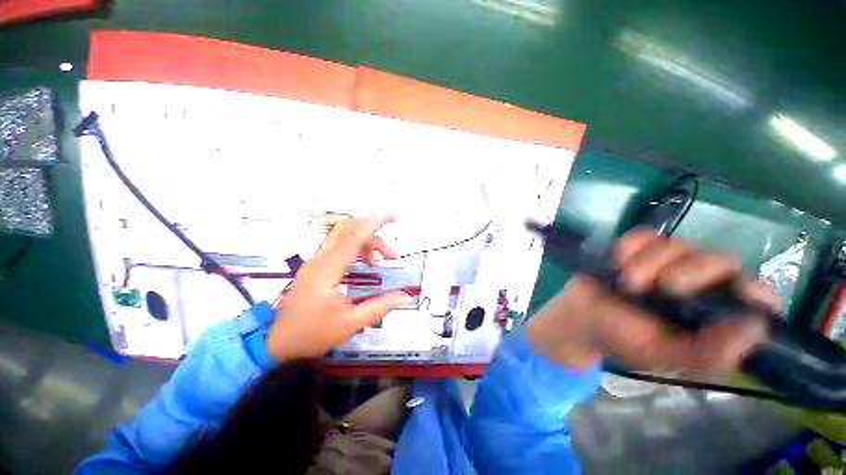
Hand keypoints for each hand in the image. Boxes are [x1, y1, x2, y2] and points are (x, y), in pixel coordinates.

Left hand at [266, 216, 410, 359]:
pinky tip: (368, 264)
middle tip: (392, 252)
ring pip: (345, 236)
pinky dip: (358, 248)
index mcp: (328, 269)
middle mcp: (321, 258)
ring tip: (383, 260)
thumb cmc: (312, 333)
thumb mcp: (350, 324)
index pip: (354, 235)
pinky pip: (340, 246)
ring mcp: (317, 260)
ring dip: (368, 242)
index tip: (394, 216)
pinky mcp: (317, 265)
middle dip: (375, 233)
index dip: (375, 223)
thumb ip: (379, 307)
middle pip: (350, 230)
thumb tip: (406, 298)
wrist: (276, 341)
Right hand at [527, 229, 779, 372]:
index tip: (736, 292)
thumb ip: (708, 352)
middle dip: (686, 273)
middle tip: (650, 289)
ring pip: (680, 245)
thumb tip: (755, 325)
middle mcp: (701, 286)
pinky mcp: (640, 249)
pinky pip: (647, 235)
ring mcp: (669, 263)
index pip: (754, 297)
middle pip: (720, 261)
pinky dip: (630, 246)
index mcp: (713, 317)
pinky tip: (617, 261)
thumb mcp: (662, 355)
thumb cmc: (620, 339)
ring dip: (648, 263)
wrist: (580, 315)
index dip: (752, 291)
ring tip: (625, 282)